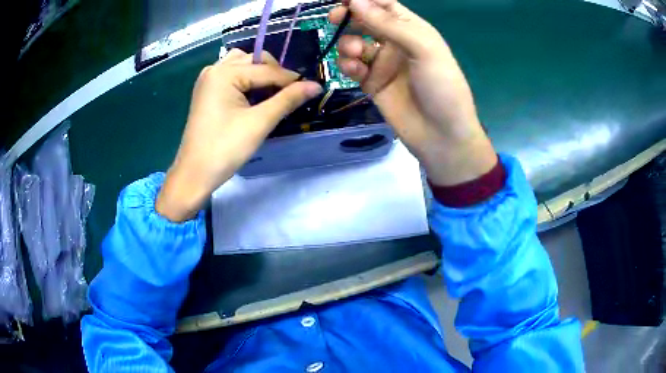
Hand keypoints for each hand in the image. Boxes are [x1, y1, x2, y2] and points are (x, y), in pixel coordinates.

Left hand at [156, 49, 322, 221]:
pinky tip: (253, 96)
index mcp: (224, 73)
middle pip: (254, 60)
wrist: (194, 174)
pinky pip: (232, 75)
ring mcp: (208, 79)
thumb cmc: (224, 149)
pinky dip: (246, 80)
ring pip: (242, 64)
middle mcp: (214, 69)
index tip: (313, 89)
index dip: (291, 80)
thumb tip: (316, 85)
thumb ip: (288, 100)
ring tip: (271, 94)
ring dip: (260, 74)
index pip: (267, 70)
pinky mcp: (207, 91)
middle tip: (289, 95)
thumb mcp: (259, 123)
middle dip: (274, 74)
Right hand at [330, 0, 496, 185]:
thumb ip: (388, 23)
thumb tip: (355, 0)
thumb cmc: (442, 87)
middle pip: (365, 20)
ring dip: (348, 44)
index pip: (384, 4)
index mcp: (412, 29)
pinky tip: (354, 71)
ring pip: (354, 43)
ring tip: (355, 55)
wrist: (441, 136)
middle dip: (348, 16)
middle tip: (335, 18)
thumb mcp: (423, 49)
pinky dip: (348, 66)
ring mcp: (382, 63)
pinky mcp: (371, 84)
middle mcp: (395, 42)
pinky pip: (352, 67)